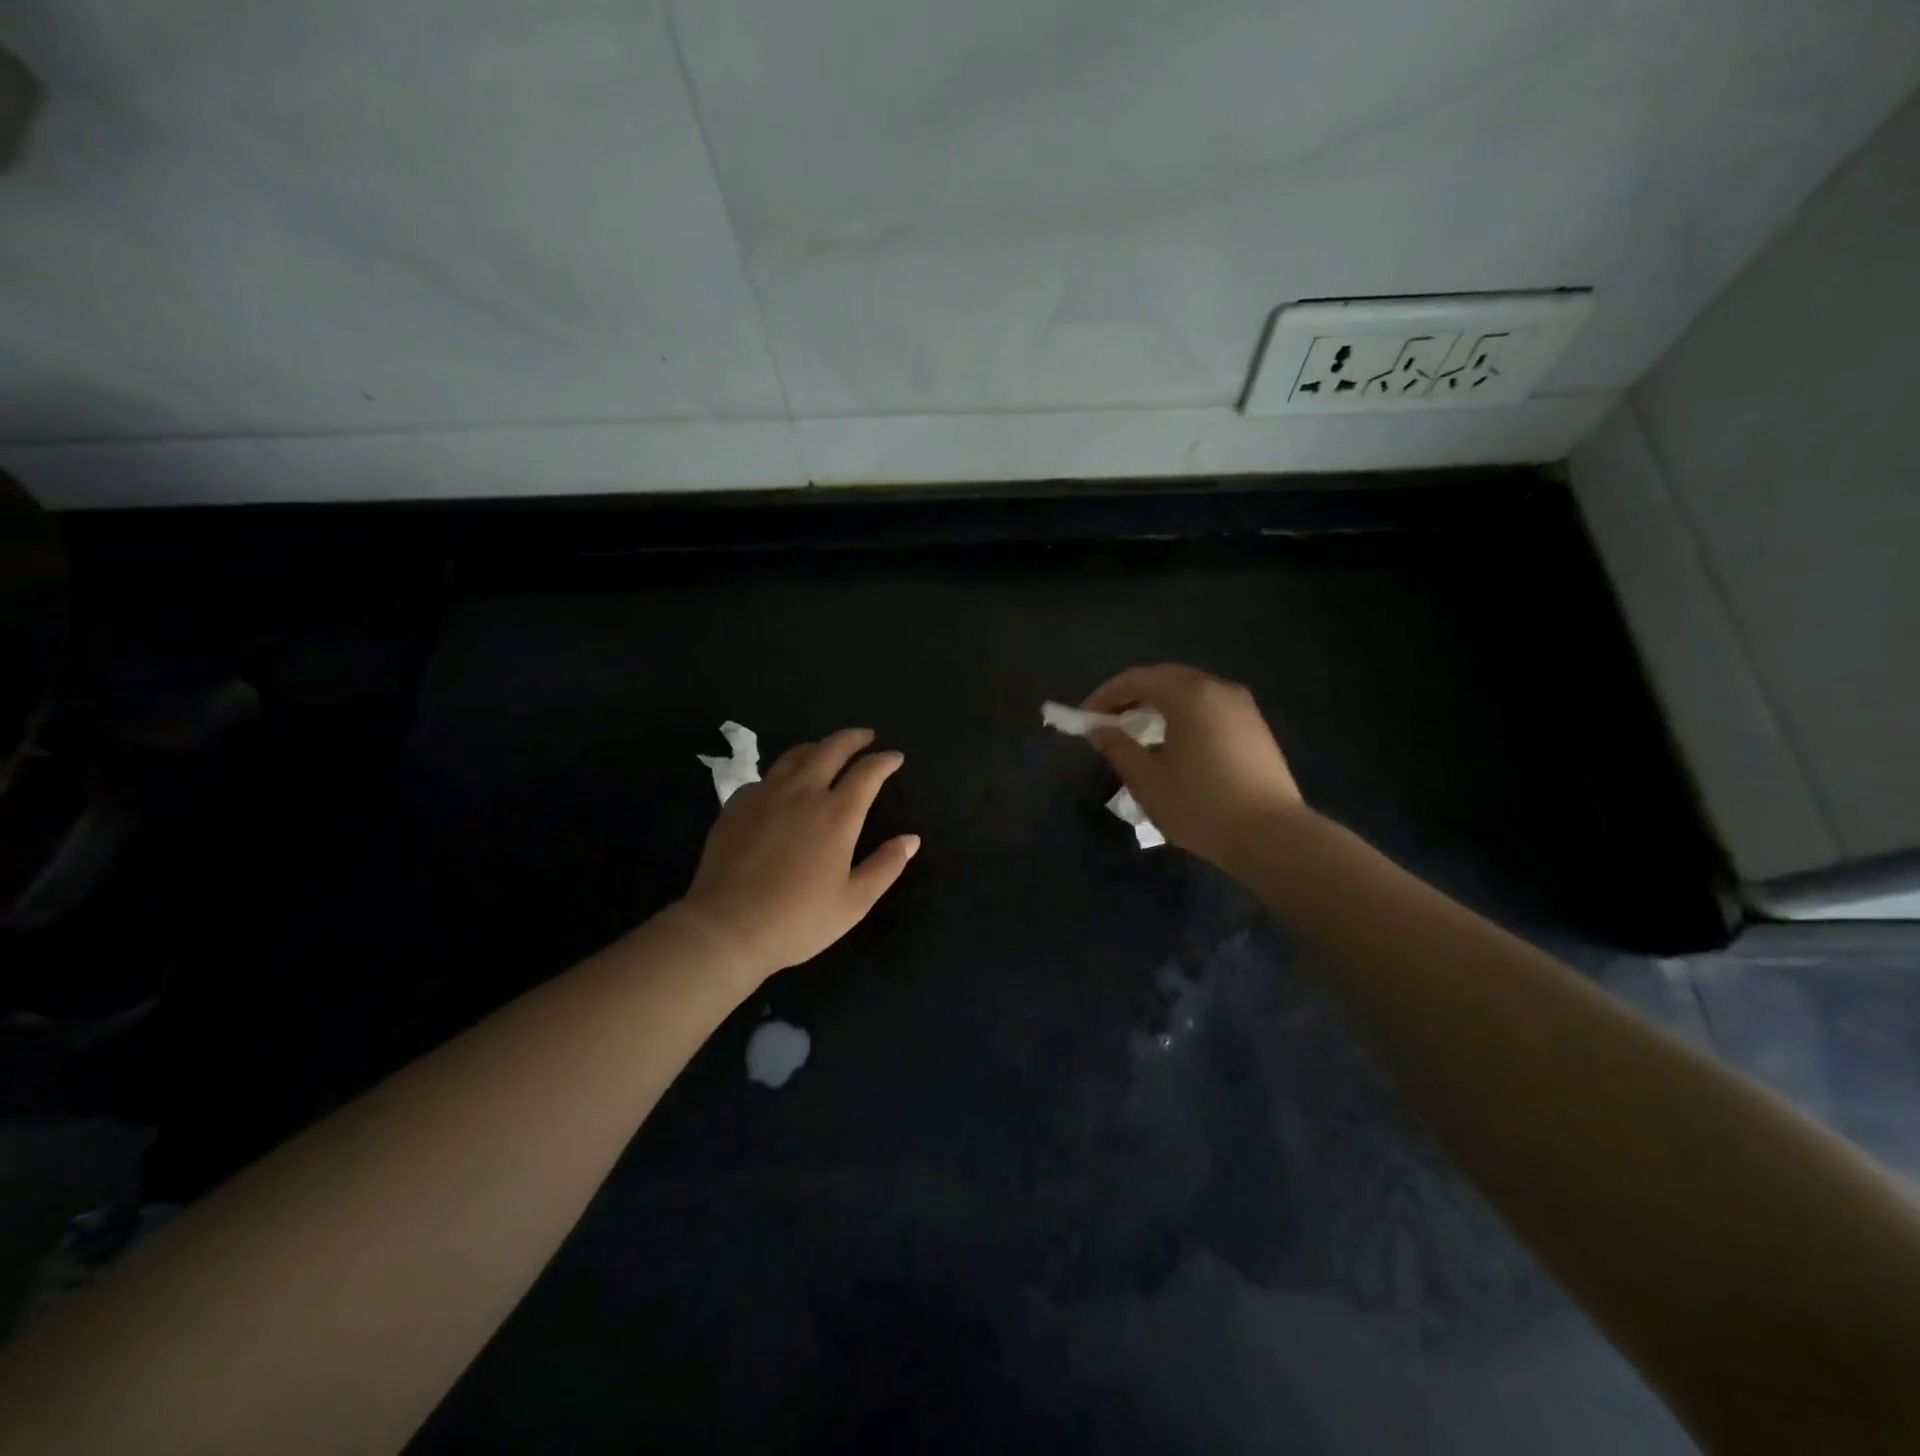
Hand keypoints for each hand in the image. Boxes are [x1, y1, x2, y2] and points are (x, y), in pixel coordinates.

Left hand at [676, 728, 918, 983]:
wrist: (725, 928)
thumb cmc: (797, 920)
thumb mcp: (853, 902)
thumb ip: (885, 866)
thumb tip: (911, 839)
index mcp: (837, 814)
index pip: (867, 773)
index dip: (884, 761)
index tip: (895, 757)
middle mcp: (802, 793)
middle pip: (831, 749)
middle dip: (853, 738)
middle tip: (866, 736)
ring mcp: (765, 795)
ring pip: (795, 755)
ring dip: (818, 747)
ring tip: (827, 750)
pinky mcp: (736, 805)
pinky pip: (766, 777)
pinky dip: (783, 773)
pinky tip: (783, 786)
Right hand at [1080, 663, 1308, 871]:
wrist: (1272, 836)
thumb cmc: (1201, 805)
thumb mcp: (1148, 780)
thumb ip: (1118, 748)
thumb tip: (1098, 730)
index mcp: (1190, 695)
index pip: (1138, 679)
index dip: (1106, 695)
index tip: (1084, 717)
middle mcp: (1218, 689)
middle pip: (1165, 678)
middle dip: (1132, 695)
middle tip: (1107, 720)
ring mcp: (1242, 706)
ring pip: (1190, 691)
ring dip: (1158, 704)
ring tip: (1136, 730)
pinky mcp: (1255, 727)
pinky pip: (1209, 707)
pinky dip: (1183, 714)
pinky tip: (1173, 742)